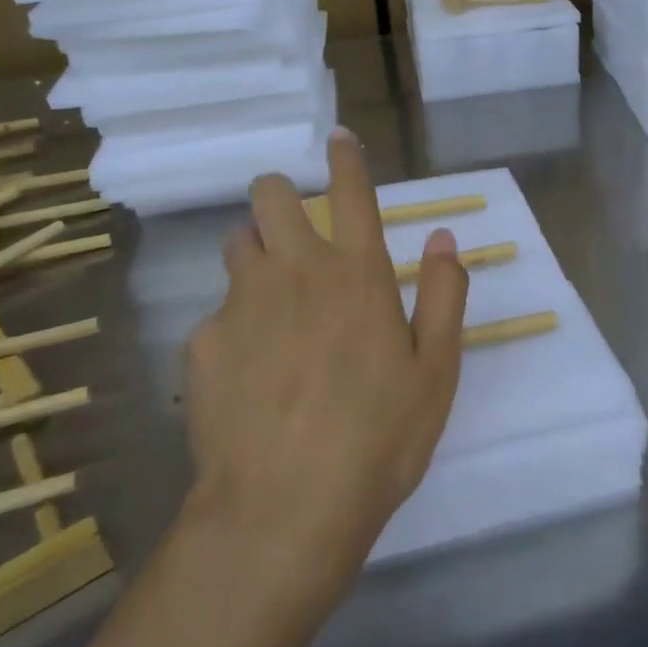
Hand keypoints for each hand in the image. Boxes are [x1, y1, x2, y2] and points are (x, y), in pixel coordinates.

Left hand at [182, 131, 467, 598]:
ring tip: (274, 303)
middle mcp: (295, 273)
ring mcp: (241, 304)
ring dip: (256, 254)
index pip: (351, 192)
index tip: (338, 138)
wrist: (285, 508)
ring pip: (236, 245)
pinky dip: (236, 326)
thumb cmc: (380, 438)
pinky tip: (249, 376)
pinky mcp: (203, 343)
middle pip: (270, 196)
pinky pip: (218, 313)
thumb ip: (444, 295)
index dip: (345, 158)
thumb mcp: (436, 370)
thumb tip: (444, 237)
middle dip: (281, 197)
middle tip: (297, 233)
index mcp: (357, 274)